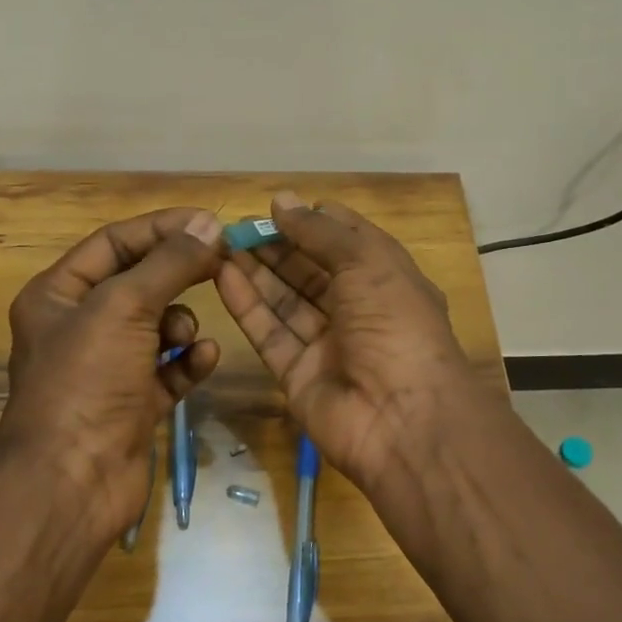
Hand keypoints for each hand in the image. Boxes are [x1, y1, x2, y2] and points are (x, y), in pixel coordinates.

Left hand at [0, 207, 224, 539]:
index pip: (115, 243)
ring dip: (180, 323)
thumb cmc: (86, 381)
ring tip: (184, 336)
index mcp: (58, 295)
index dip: (162, 228)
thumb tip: (208, 225)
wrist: (71, 482)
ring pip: (157, 326)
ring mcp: (108, 367)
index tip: (210, 222)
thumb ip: (169, 264)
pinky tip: (201, 359)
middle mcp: (80, 326)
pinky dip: (187, 361)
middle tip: (224, 262)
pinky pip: (169, 368)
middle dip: (179, 273)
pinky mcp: (134, 403)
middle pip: (140, 282)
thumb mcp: (124, 307)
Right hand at [213, 192, 481, 493]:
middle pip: (310, 272)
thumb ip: (321, 232)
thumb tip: (283, 201)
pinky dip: (247, 305)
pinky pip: (270, 333)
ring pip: (285, 301)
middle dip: (276, 247)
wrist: (402, 420)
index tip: (276, 207)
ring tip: (219, 244)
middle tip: (234, 227)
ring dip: (255, 272)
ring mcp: (327, 345)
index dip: (314, 222)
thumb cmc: (395, 325)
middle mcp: (358, 310)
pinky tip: (222, 276)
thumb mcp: (368, 263)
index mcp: (386, 280)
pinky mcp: (297, 375)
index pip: (347, 242)